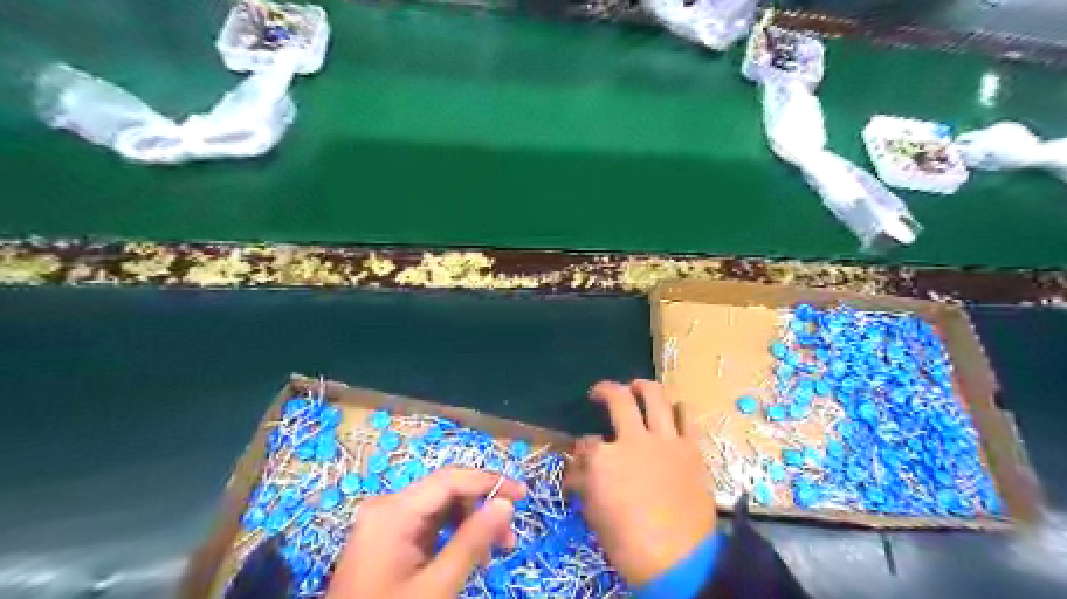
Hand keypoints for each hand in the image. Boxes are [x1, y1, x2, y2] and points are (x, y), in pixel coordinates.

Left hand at [326, 468, 524, 598]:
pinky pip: (428, 523)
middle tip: (510, 535)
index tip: (523, 496)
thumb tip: (506, 504)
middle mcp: (387, 506)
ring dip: (470, 521)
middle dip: (481, 507)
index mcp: (393, 511)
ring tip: (495, 549)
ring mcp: (385, 521)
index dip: (489, 482)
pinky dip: (452, 534)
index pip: (450, 479)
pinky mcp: (387, 537)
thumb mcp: (436, 586)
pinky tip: (470, 552)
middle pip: (445, 491)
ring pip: (439, 507)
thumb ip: (472, 541)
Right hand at [565, 381, 714, 585]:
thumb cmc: (628, 543)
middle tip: (601, 392)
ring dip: (643, 387)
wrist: (678, 561)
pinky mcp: (690, 449)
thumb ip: (584, 483)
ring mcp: (665, 440)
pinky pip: (686, 418)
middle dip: (606, 389)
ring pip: (655, 395)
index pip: (586, 441)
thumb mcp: (595, 513)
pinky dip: (678, 410)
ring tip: (637, 387)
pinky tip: (673, 411)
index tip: (582, 454)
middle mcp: (633, 439)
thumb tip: (577, 468)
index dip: (582, 446)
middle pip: (619, 398)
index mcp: (604, 457)